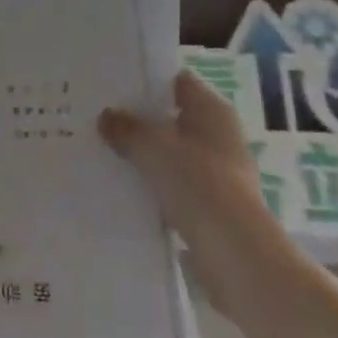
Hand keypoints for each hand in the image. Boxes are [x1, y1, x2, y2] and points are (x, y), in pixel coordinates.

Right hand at [100, 70, 285, 309]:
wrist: (237, 258)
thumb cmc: (199, 185)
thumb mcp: (154, 149)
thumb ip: (128, 129)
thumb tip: (106, 116)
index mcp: (213, 111)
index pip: (177, 82)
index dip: (147, 80)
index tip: (113, 84)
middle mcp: (220, 136)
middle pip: (173, 118)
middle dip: (141, 120)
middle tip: (101, 118)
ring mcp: (219, 173)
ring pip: (173, 155)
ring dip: (146, 156)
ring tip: (105, 152)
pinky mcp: (213, 207)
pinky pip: (175, 187)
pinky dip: (154, 187)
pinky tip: (123, 190)